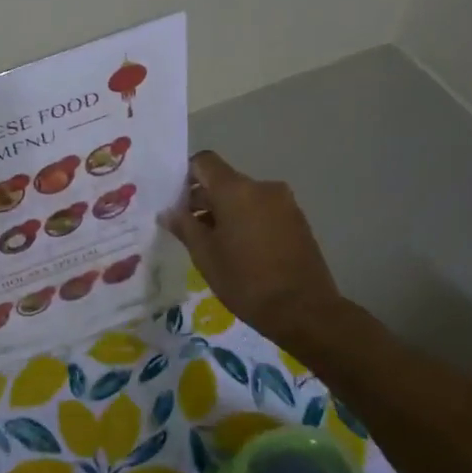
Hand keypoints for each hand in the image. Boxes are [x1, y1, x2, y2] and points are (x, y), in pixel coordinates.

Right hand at [160, 151, 343, 344]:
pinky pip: (263, 211)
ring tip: (214, 244)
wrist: (303, 310)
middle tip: (187, 228)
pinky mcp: (298, 221)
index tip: (175, 201)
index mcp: (236, 190)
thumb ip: (184, 226)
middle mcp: (262, 187)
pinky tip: (241, 251)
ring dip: (226, 212)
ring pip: (245, 197)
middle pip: (224, 181)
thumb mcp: (204, 255)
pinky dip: (247, 221)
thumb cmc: (245, 280)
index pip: (204, 162)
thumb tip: (168, 211)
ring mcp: (284, 203)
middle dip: (204, 199)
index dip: (185, 176)